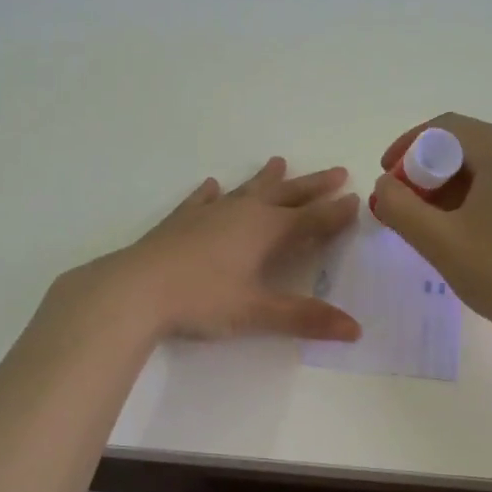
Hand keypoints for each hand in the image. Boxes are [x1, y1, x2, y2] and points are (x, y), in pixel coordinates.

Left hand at [81, 158, 362, 341]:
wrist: (135, 289)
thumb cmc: (201, 299)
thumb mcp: (256, 312)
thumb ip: (305, 318)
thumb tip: (355, 329)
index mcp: (266, 231)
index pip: (311, 219)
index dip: (336, 212)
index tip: (357, 199)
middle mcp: (242, 213)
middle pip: (286, 195)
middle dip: (313, 186)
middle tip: (336, 172)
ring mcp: (208, 214)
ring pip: (246, 190)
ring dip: (266, 178)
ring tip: (279, 161)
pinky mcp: (180, 221)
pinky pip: (202, 200)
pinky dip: (211, 193)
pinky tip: (211, 185)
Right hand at [371, 114, 491, 343]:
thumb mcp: (437, 240)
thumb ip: (399, 205)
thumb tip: (386, 185)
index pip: (444, 128)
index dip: (407, 148)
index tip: (385, 179)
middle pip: (465, 146)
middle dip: (426, 172)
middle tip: (402, 207)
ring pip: (484, 167)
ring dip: (448, 187)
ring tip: (426, 223)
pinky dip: (475, 197)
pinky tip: (461, 230)